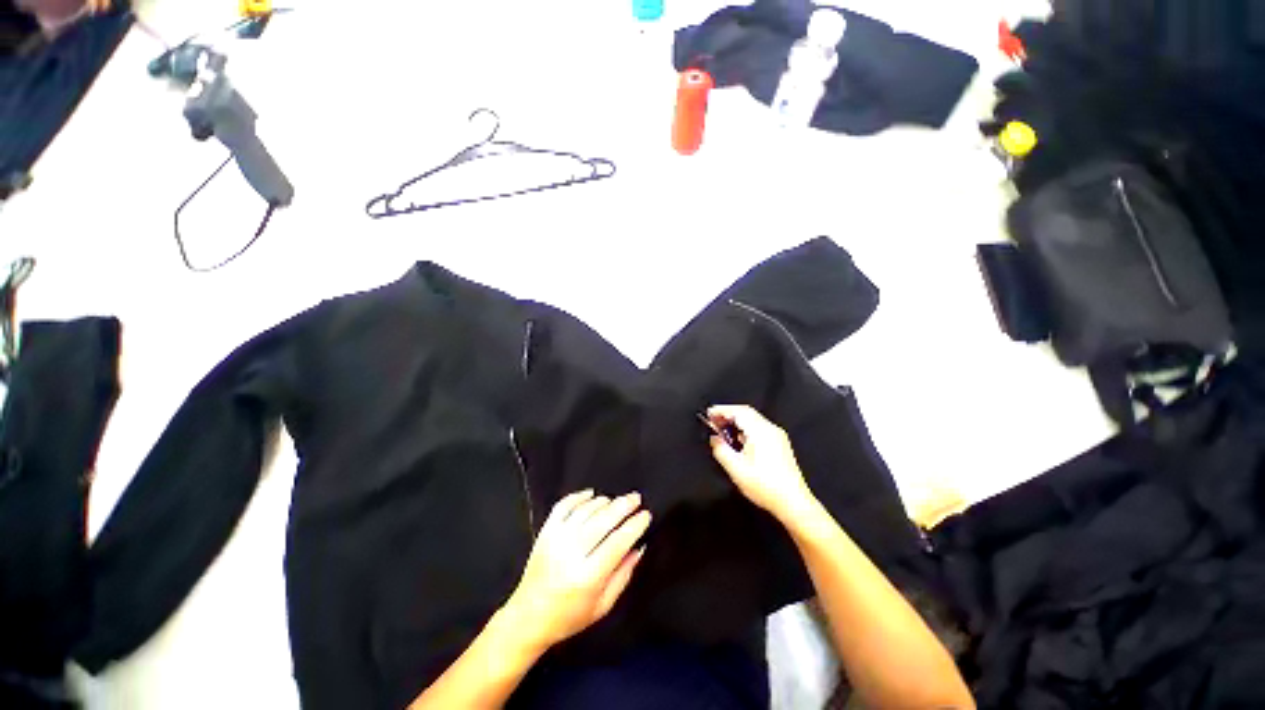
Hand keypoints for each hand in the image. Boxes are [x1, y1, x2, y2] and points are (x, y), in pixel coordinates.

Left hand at [502, 490, 650, 652]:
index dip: (634, 526)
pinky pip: (563, 505)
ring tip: (616, 502)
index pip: (617, 542)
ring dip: (604, 502)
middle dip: (623, 506)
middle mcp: (571, 554)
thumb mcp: (603, 605)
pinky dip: (578, 496)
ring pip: (585, 510)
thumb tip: (639, 547)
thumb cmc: (570, 616)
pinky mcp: (545, 531)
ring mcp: (556, 539)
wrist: (528, 617)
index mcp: (588, 576)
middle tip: (636, 498)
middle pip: (602, 521)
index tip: (646, 515)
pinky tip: (591, 494)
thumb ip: (623, 575)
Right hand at [707, 405, 817, 522]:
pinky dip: (745, 429)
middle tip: (713, 421)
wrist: (793, 503)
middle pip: (746, 413)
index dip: (721, 410)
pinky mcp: (780, 445)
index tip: (709, 413)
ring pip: (753, 421)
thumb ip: (720, 449)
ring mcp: (777, 437)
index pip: (738, 411)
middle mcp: (771, 430)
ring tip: (722, 431)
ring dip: (736, 422)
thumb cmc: (767, 487)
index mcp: (761, 431)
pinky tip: (737, 441)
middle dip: (728, 415)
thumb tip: (714, 439)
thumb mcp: (735, 468)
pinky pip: (759, 429)